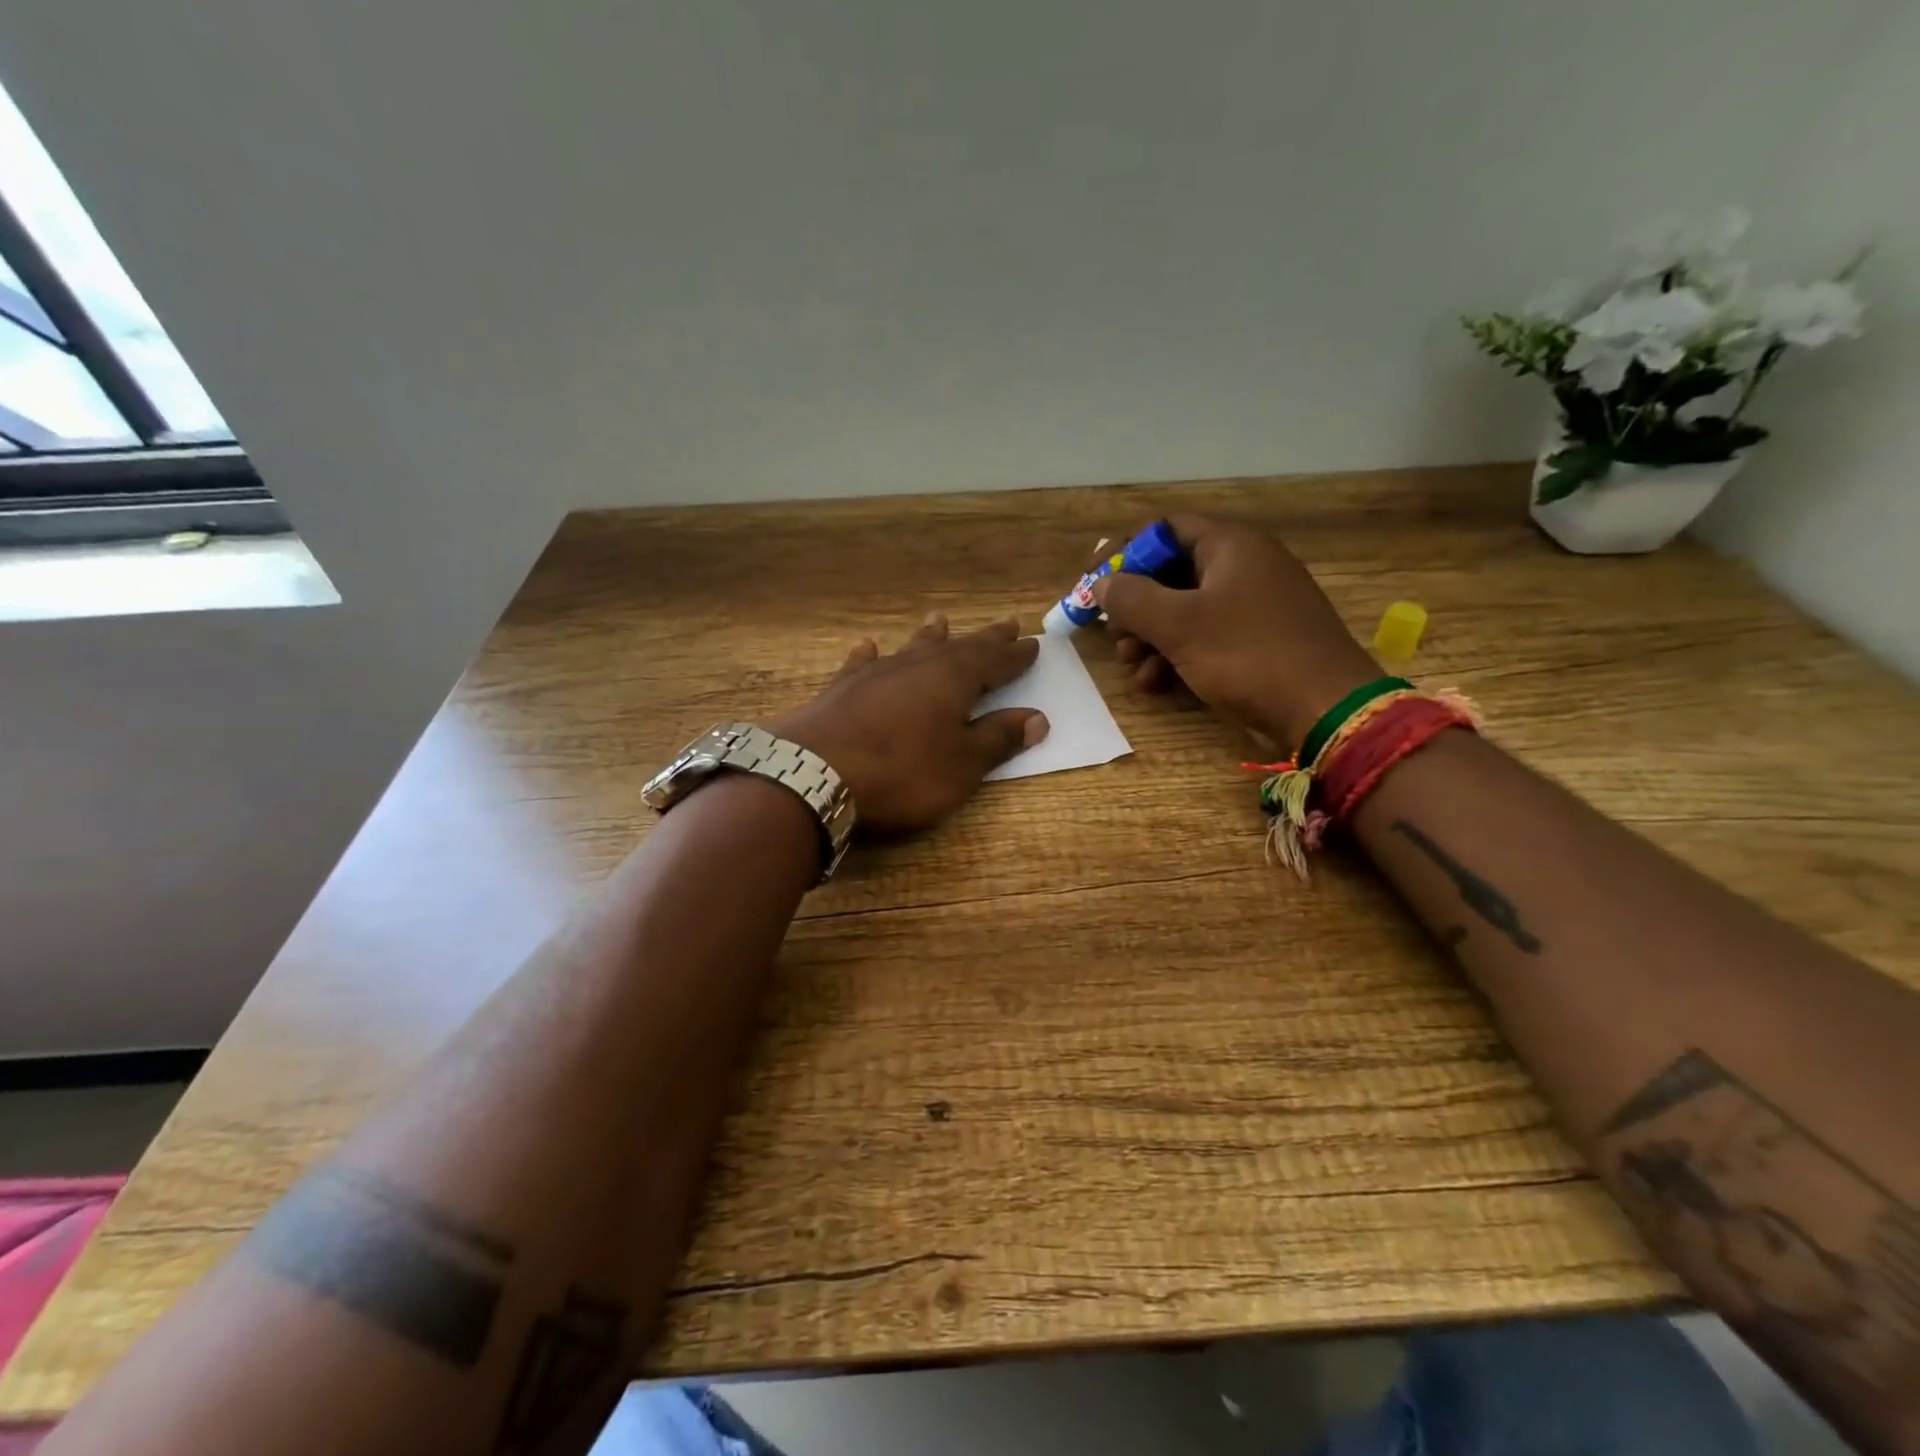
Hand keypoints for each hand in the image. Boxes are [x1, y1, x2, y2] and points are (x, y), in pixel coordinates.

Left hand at [772, 615, 1047, 832]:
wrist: (815, 773)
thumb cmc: (901, 772)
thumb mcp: (962, 765)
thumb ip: (998, 739)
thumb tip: (1037, 718)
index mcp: (954, 680)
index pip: (995, 662)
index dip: (1015, 656)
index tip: (1033, 644)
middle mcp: (917, 665)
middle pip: (959, 647)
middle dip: (985, 640)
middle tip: (1006, 624)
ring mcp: (876, 673)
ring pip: (911, 648)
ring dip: (929, 636)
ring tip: (940, 620)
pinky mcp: (842, 688)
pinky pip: (863, 663)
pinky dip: (870, 655)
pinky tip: (868, 646)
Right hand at [1093, 516, 1377, 746]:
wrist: (1325, 709)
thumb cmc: (1248, 654)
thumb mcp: (1179, 625)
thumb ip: (1132, 598)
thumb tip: (1102, 584)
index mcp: (1230, 545)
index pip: (1164, 530)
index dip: (1124, 554)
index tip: (1094, 584)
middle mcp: (1243, 566)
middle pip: (1171, 573)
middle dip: (1135, 606)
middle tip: (1115, 636)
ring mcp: (1254, 605)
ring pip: (1185, 611)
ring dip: (1150, 638)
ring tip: (1133, 668)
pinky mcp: (1259, 640)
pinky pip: (1206, 636)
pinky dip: (1177, 655)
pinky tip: (1158, 684)